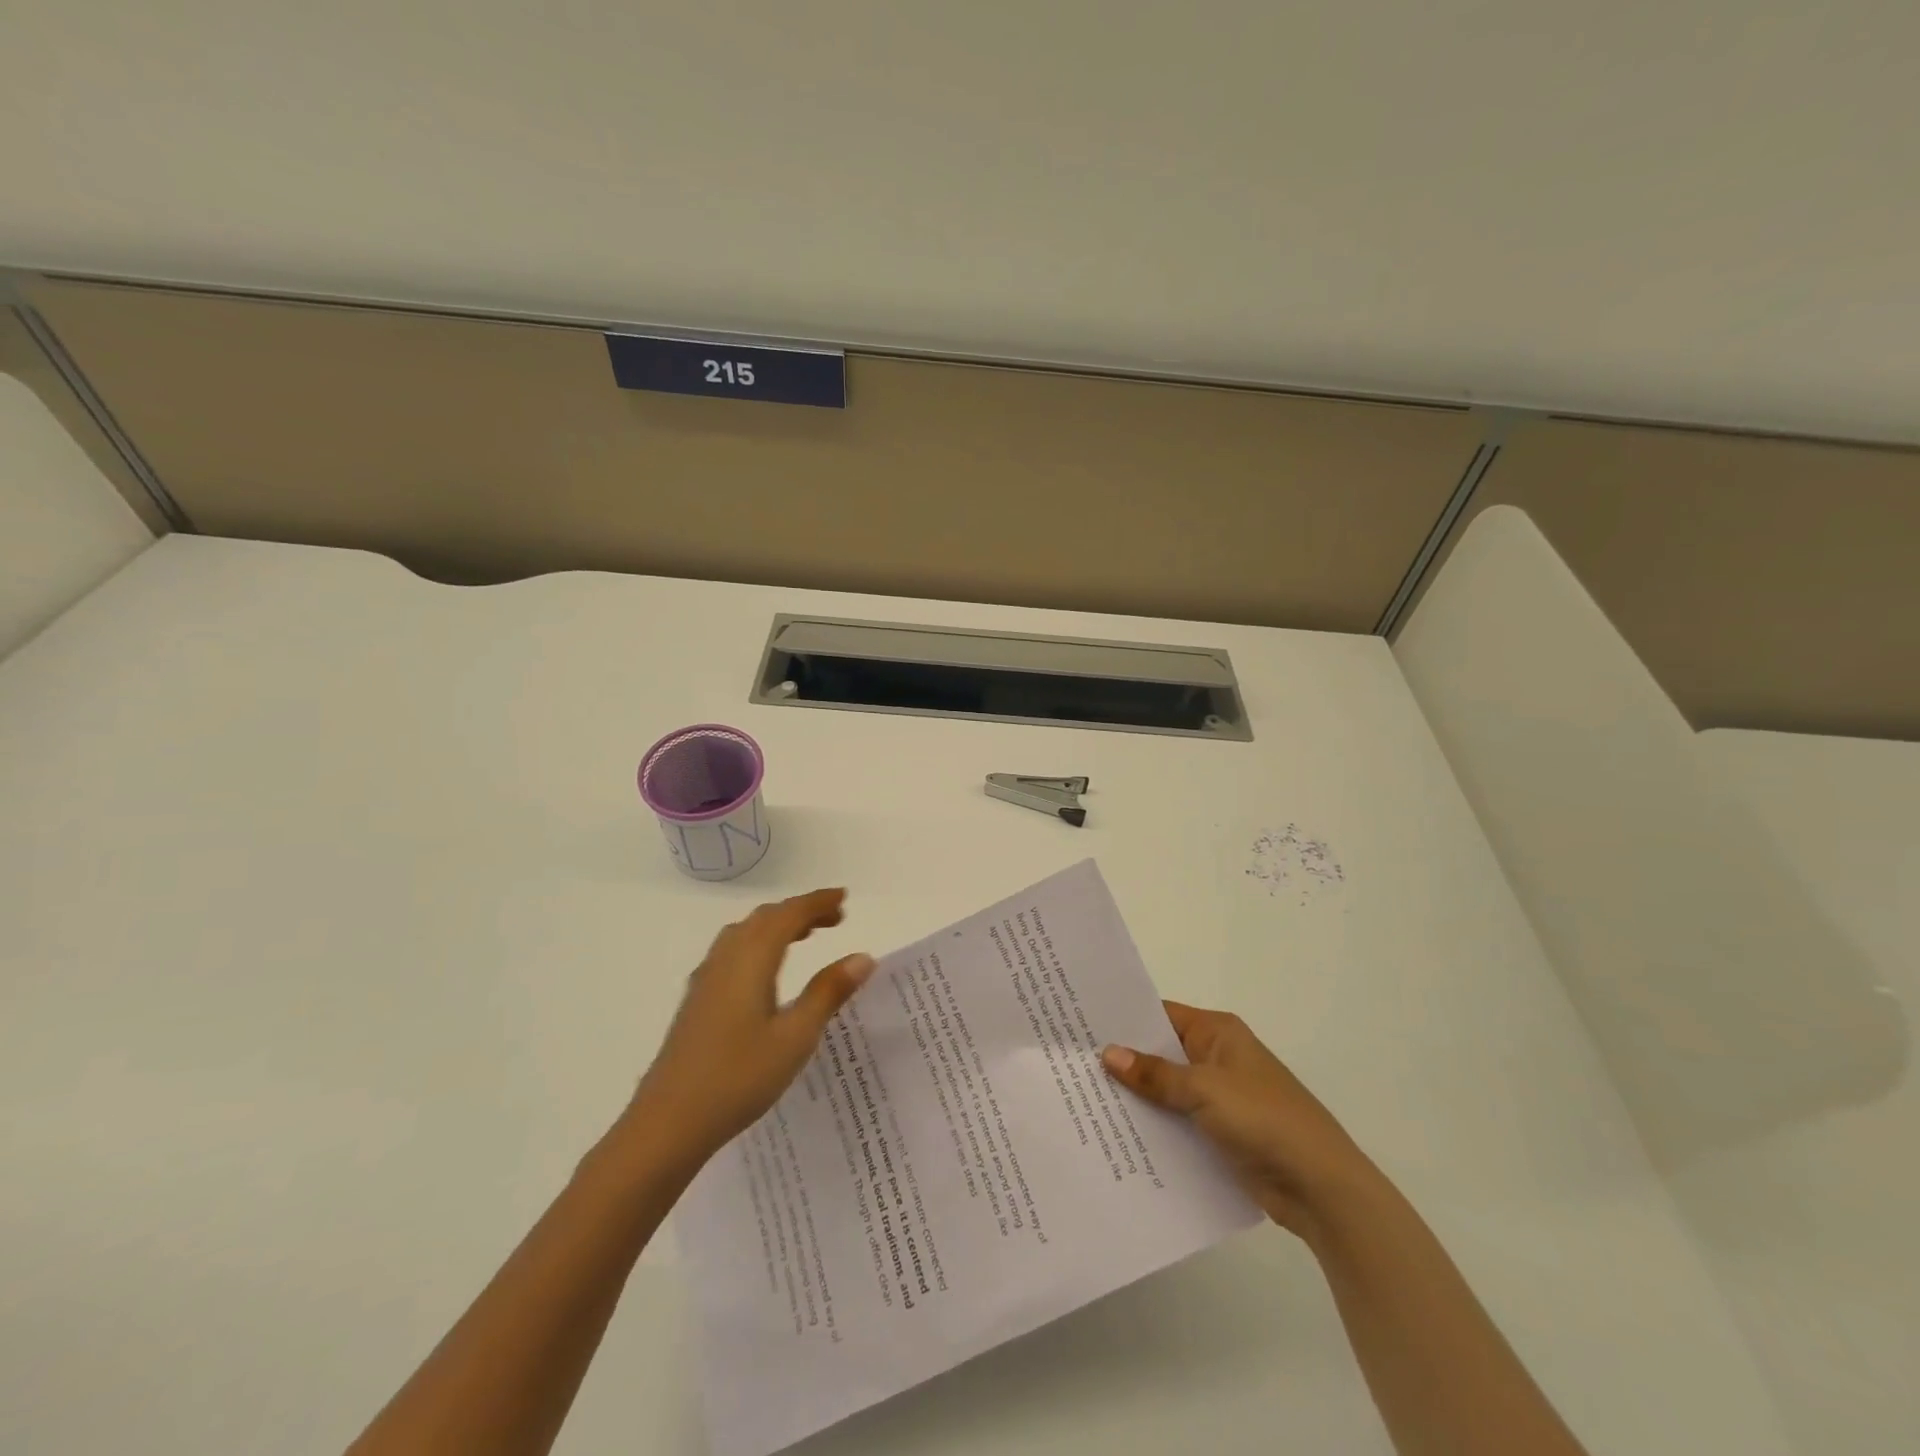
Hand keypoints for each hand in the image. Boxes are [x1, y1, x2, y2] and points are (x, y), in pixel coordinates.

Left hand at [629, 889, 874, 1166]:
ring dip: (777, 925)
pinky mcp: (697, 1000)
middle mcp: (726, 958)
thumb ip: (828, 992)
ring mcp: (706, 979)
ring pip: (745, 933)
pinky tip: (765, 972)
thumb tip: (863, 957)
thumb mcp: (796, 1036)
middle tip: (835, 918)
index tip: (844, 897)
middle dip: (800, 911)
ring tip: (805, 936)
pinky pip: (732, 951)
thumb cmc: (739, 1077)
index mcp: (751, 959)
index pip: (789, 914)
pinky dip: (758, 944)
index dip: (817, 902)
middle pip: (766, 918)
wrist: (668, 1123)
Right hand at [1103, 1002, 1369, 1236]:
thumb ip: (1155, 1074)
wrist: (1321, 1187)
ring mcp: (1218, 1097)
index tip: (1081, 1025)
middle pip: (1160, 1053)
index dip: (1124, 1020)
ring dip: (1137, 1098)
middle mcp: (1216, 1057)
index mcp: (1217, 1033)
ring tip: (1082, 1100)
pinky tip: (1117, 1135)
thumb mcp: (1204, 1090)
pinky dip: (1154, 1127)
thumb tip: (1107, 1053)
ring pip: (1166, 1091)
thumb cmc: (1264, 1119)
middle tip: (1071, 1064)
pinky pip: (1177, 1122)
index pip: (1160, 1015)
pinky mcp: (1220, 1134)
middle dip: (1124, 1061)